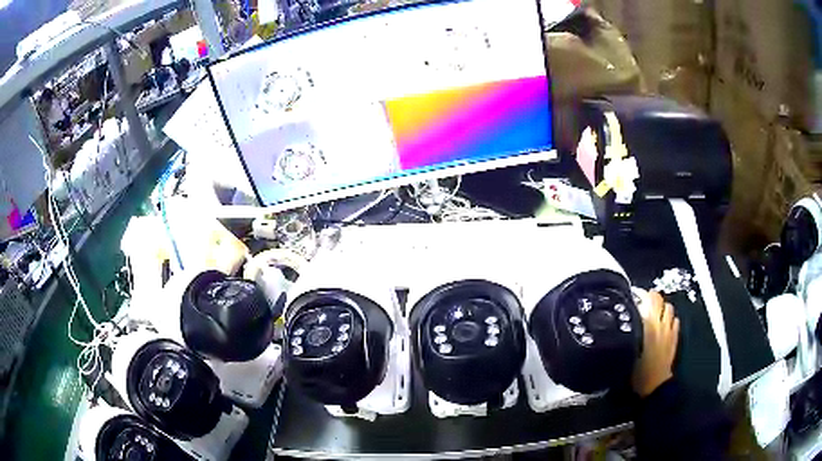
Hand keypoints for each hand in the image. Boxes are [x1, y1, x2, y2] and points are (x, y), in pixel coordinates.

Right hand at [633, 291, 679, 396]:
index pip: (647, 299)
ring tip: (654, 311)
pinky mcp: (675, 337)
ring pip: (669, 307)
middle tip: (642, 301)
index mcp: (648, 325)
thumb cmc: (637, 371)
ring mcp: (670, 329)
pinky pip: (675, 320)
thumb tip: (627, 316)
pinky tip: (664, 324)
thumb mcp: (627, 350)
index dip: (639, 294)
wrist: (654, 384)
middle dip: (651, 297)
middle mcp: (661, 323)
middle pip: (659, 300)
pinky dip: (670, 318)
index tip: (632, 295)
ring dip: (661, 306)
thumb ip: (629, 330)